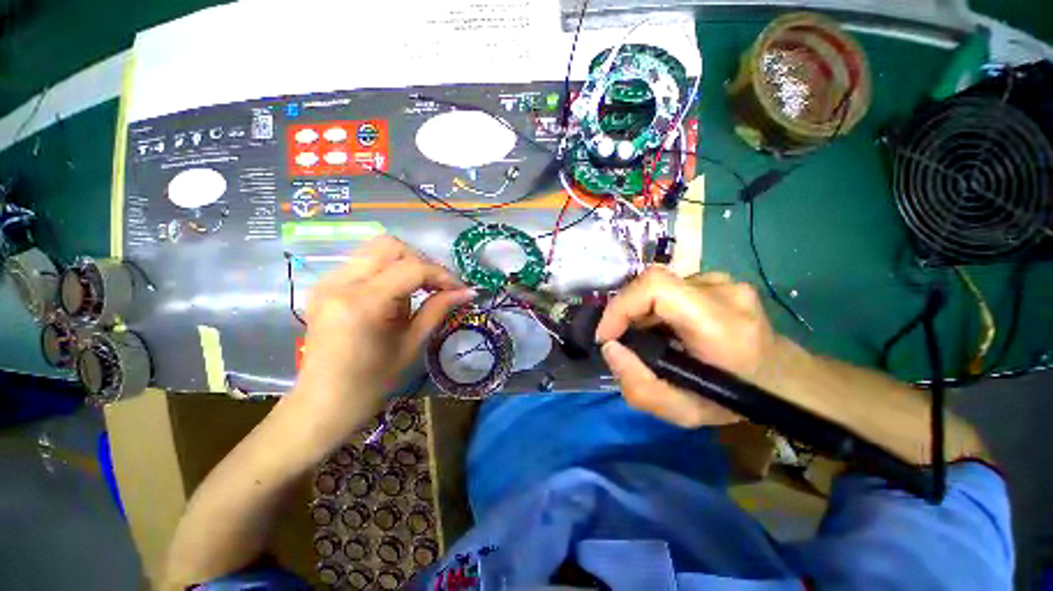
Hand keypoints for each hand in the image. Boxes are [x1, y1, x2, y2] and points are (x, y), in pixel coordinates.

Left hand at [292, 236, 473, 440]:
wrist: (324, 403)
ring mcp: (328, 281)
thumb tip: (467, 292)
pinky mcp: (325, 286)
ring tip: (419, 289)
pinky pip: (363, 262)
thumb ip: (438, 309)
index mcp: (362, 303)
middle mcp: (340, 282)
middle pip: (390, 245)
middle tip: (438, 285)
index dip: (441, 275)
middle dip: (422, 261)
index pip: (412, 269)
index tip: (460, 289)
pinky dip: (388, 270)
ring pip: (375, 249)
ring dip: (405, 263)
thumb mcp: (411, 344)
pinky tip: (396, 293)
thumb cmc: (372, 381)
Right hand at [595, 267, 778, 427]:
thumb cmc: (736, 400)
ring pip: (661, 285)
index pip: (656, 287)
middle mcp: (725, 292)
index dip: (621, 305)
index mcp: (720, 325)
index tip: (607, 335)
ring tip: (648, 337)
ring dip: (642, 310)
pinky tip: (667, 327)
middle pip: (653, 283)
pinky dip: (658, 307)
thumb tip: (610, 348)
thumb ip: (640, 387)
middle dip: (626, 311)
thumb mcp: (685, 413)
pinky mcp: (721, 280)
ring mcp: (725, 281)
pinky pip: (673, 287)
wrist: (782, 379)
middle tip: (624, 340)